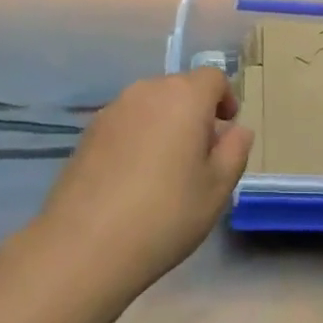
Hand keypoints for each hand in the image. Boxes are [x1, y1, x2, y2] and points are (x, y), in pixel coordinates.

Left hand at [39, 69, 252, 295]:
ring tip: (165, 169)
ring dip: (165, 124)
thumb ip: (234, 151)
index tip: (227, 130)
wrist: (85, 244)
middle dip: (195, 113)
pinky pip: (126, 122)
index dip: (225, 98)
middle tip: (199, 156)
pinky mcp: (89, 131)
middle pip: (180, 88)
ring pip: (151, 105)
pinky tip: (133, 178)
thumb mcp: (217, 189)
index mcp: (185, 97)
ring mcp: (113, 109)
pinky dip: (137, 137)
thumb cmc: (165, 214)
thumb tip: (237, 130)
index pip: (213, 78)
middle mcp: (148, 90)